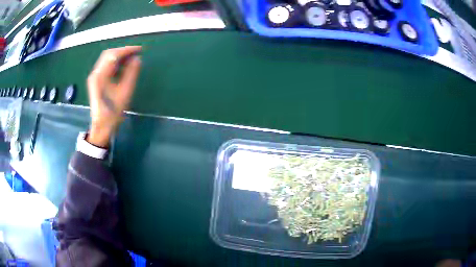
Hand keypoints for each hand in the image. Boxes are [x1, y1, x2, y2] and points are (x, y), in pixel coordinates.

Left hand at [86, 46, 141, 146]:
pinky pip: (106, 66)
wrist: (101, 126)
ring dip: (119, 56)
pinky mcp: (96, 80)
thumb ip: (131, 73)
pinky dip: (115, 63)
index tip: (140, 49)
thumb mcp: (125, 92)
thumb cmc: (113, 111)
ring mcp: (94, 77)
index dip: (127, 50)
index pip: (113, 55)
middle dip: (123, 51)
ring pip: (107, 59)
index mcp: (100, 76)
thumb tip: (137, 59)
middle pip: (108, 54)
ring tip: (131, 58)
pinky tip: (123, 66)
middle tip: (136, 53)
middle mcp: (95, 73)